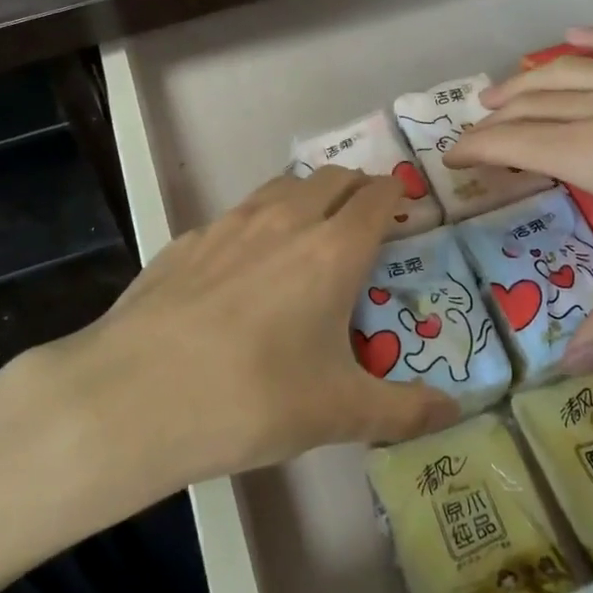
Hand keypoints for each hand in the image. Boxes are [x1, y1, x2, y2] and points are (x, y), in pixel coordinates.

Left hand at [40, 167, 459, 489]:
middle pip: (331, 178)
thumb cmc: (255, 398)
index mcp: (332, 249)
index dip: (395, 194)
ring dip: (304, 198)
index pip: (376, 196)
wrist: (137, 395)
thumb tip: (454, 410)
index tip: (403, 206)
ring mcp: (229, 225)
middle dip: (355, 189)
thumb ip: (404, 411)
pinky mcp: (186, 241)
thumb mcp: (339, 414)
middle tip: (362, 221)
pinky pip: (234, 217)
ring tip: (306, 235)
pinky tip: (240, 271)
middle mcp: (284, 220)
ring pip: (280, 188)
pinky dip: (255, 226)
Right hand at [444, 27, 592, 370]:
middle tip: (473, 128)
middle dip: (497, 113)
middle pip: (537, 100)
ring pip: (575, 69)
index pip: (516, 142)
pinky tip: (578, 35)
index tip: (450, 159)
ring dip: (532, 78)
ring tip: (504, 88)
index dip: (477, 149)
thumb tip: (563, 370)